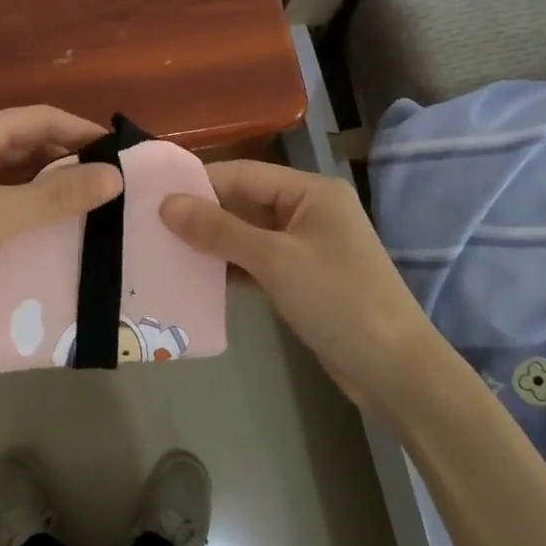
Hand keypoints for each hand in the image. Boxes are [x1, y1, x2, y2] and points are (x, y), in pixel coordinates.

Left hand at [0, 108, 122, 343]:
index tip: (122, 153)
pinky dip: (28, 208)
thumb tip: (116, 175)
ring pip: (15, 174)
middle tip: (115, 183)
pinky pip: (1, 200)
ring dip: (50, 185)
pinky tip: (52, 229)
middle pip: (29, 143)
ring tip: (94, 205)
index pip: (41, 117)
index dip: (83, 130)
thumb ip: (58, 196)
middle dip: (70, 158)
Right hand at [159, 161, 441, 418]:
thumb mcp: (275, 260)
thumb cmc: (338, 299)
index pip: (244, 174)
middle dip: (203, 214)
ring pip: (248, 235)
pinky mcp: (303, 279)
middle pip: (245, 203)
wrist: (394, 370)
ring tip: (164, 250)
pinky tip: (197, 279)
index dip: (199, 182)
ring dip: (213, 244)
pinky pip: (258, 263)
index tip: (154, 192)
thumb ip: (219, 229)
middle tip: (150, 224)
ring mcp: (307, 246)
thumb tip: (167, 204)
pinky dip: (231, 269)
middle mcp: (309, 211)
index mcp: (311, 191)